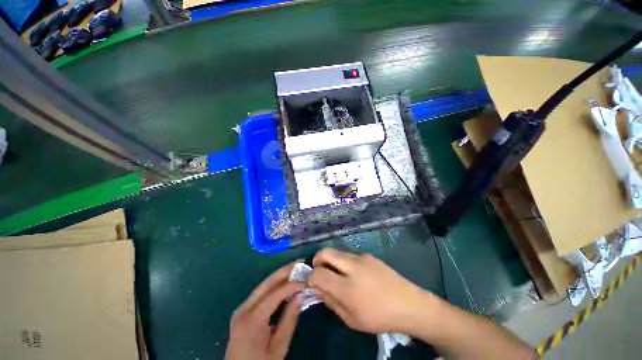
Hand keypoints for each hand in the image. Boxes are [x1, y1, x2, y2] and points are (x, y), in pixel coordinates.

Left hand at [225, 262, 304, 359]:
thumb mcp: (278, 347)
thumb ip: (290, 319)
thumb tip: (301, 295)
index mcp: (252, 320)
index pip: (275, 293)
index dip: (292, 284)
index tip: (307, 280)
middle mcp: (244, 308)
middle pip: (267, 283)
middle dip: (285, 270)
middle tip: (301, 262)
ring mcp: (242, 308)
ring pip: (264, 285)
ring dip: (281, 275)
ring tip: (296, 268)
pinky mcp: (243, 310)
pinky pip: (261, 292)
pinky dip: (275, 285)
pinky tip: (285, 283)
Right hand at [308, 248, 434, 333]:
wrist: (409, 304)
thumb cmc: (379, 317)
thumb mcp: (351, 319)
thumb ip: (331, 302)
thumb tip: (317, 288)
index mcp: (347, 288)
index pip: (318, 274)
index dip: (311, 277)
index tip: (311, 282)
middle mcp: (352, 267)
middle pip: (325, 252)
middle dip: (317, 259)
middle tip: (319, 271)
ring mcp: (361, 257)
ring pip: (337, 251)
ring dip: (331, 260)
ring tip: (336, 273)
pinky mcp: (368, 254)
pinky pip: (349, 254)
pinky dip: (343, 260)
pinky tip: (352, 272)